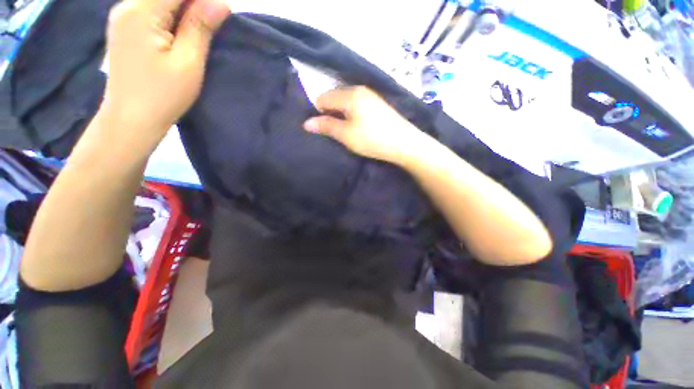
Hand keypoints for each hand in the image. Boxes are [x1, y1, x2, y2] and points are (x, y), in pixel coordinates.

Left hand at [102, 0, 229, 135]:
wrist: (131, 119)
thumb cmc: (163, 95)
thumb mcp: (188, 62)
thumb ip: (200, 27)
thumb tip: (221, 3)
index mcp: (141, 11)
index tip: (220, 13)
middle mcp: (127, 6)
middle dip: (194, 4)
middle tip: (211, 26)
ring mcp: (124, 17)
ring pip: (160, 1)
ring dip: (184, 10)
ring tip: (199, 31)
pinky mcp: (126, 29)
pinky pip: (152, 10)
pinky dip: (172, 16)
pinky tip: (182, 32)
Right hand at [303, 86, 425, 163]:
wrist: (404, 143)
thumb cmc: (372, 139)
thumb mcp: (346, 135)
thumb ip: (326, 126)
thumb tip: (306, 123)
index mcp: (349, 94)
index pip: (323, 98)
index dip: (318, 113)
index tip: (322, 129)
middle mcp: (359, 89)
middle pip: (335, 97)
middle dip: (330, 113)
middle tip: (334, 132)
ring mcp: (370, 96)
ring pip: (346, 102)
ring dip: (341, 115)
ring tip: (345, 132)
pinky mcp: (377, 104)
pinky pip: (357, 105)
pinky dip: (352, 115)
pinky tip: (357, 127)